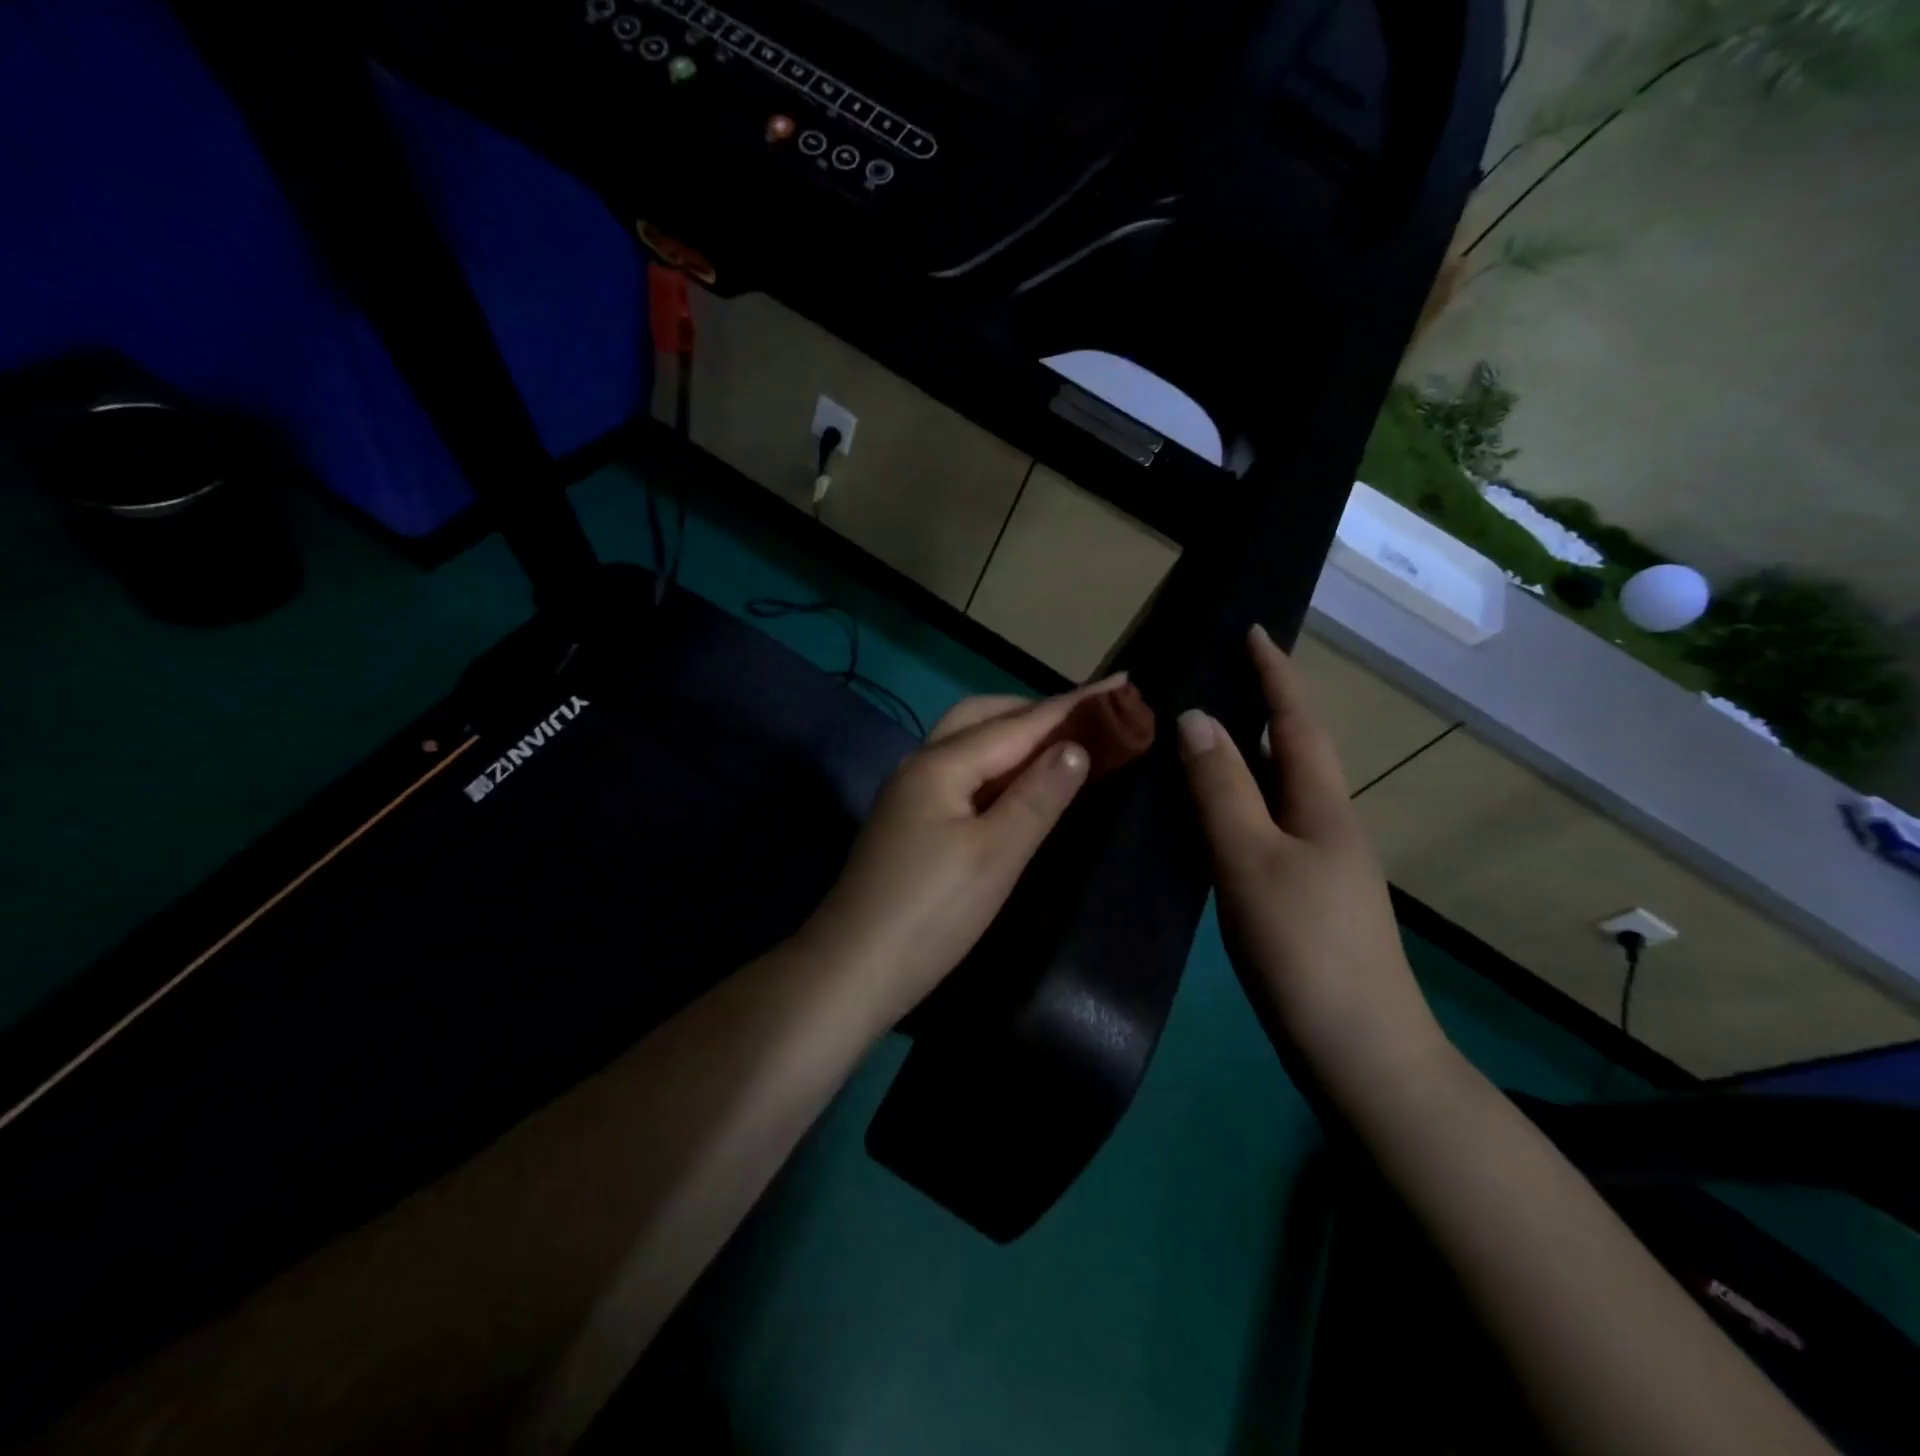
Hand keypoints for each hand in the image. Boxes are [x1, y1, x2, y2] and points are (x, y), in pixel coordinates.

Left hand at [798, 680, 1114, 1023]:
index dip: (1072, 706)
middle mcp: (920, 766)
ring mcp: (909, 795)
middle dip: (1035, 712)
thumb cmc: (931, 913)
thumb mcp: (995, 855)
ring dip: (1013, 738)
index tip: (1121, 685)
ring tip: (1059, 747)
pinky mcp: (909, 824)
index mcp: (941, 764)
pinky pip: (960, 775)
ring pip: (967, 745)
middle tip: (1088, 720)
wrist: (852, 972)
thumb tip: (1075, 747)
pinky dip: (995, 768)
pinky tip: (1015, 788)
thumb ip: (1038, 797)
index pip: (1018, 725)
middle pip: (982, 719)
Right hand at [1177, 626, 1443, 1093]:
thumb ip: (1221, 789)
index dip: (1275, 674)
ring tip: (1201, 737)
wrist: (1360, 1052)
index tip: (1253, 630)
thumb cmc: (1305, 948)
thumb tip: (1195, 716)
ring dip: (1247, 756)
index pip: (1296, 722)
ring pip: (1279, 792)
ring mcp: (1321, 865)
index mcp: (1323, 807)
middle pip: (1293, 752)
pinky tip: (1210, 817)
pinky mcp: (1305, 898)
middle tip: (1214, 678)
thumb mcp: (1252, 861)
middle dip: (1261, 708)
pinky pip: (1268, 827)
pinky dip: (1240, 803)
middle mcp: (1328, 826)